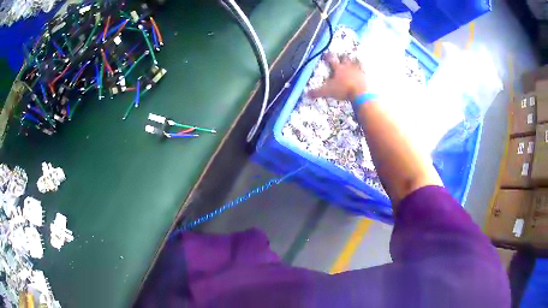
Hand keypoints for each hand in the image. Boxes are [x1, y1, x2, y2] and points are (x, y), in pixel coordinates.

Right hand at [308, 53, 367, 100]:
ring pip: (357, 62)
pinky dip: (366, 69)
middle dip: (343, 57)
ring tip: (356, 59)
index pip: (331, 60)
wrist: (360, 92)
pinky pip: (366, 71)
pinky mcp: (366, 76)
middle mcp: (348, 67)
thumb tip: (306, 93)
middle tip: (343, 55)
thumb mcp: (328, 91)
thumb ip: (317, 92)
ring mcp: (358, 71)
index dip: (328, 57)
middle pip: (345, 59)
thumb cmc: (343, 90)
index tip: (325, 54)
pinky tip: (367, 69)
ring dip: (355, 60)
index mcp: (338, 69)